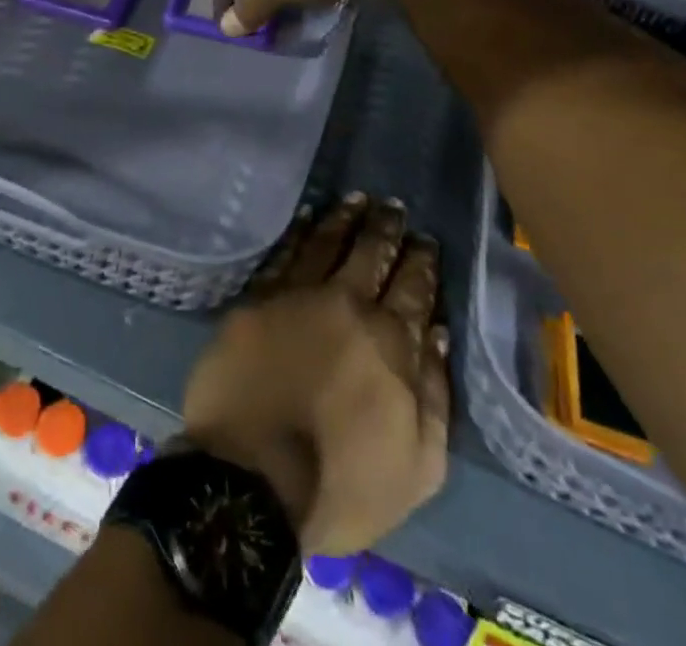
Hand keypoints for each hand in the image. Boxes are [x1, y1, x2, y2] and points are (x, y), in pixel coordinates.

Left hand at [182, 195, 451, 556]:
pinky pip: (284, 253)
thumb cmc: (340, 485)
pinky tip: (308, 218)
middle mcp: (346, 304)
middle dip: (386, 228)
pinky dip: (299, 232)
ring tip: (357, 199)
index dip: (421, 263)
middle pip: (371, 254)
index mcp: (390, 343)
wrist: (250, 480)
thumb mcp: (418, 468)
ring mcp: (297, 295)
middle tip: (393, 206)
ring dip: (344, 219)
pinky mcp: (257, 299)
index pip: (413, 289)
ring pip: (327, 243)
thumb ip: (434, 396)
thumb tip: (435, 334)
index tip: (426, 240)